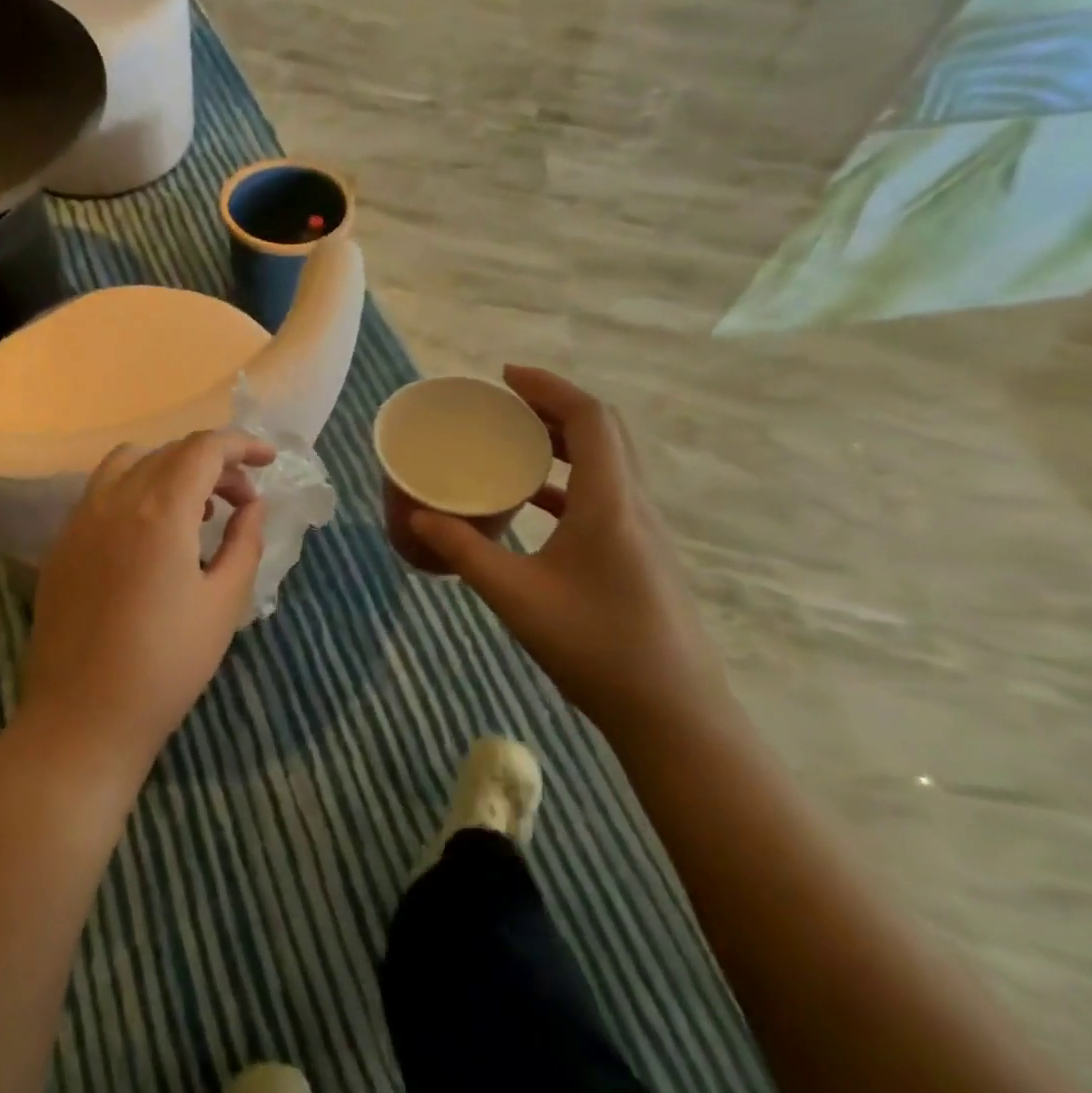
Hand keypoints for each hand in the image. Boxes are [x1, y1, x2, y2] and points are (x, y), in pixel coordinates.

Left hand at [18, 430, 274, 781]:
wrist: (84, 717)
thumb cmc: (167, 665)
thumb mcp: (224, 603)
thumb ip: (244, 542)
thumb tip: (252, 506)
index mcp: (160, 511)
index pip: (204, 448)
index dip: (241, 445)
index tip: (268, 461)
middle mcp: (115, 500)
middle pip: (170, 451)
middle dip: (215, 463)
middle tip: (242, 499)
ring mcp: (81, 519)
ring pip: (130, 462)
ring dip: (171, 468)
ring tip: (197, 508)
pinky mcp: (62, 543)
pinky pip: (102, 490)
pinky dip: (137, 487)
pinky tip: (152, 531)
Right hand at [412, 367, 729, 736]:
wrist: (674, 714)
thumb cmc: (596, 648)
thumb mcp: (517, 597)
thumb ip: (464, 552)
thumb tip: (418, 519)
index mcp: (609, 502)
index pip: (589, 418)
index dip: (548, 387)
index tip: (505, 378)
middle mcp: (634, 505)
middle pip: (602, 432)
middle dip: (553, 408)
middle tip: (505, 405)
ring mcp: (644, 531)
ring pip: (608, 463)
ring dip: (564, 443)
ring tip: (515, 443)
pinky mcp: (642, 555)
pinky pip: (606, 495)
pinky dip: (570, 482)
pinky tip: (537, 503)